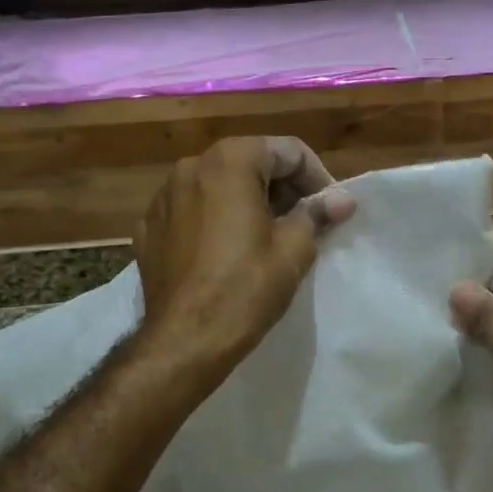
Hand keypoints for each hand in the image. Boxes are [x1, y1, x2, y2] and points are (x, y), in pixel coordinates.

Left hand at [134, 137, 354, 383]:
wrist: (184, 340)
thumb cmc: (246, 288)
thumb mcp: (294, 249)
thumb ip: (317, 213)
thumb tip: (343, 199)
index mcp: (229, 161)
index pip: (288, 151)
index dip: (316, 177)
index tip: (329, 209)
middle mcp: (191, 166)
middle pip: (250, 161)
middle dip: (282, 187)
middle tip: (304, 221)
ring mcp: (163, 196)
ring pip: (218, 184)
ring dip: (248, 200)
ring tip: (268, 236)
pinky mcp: (149, 227)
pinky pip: (192, 210)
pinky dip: (215, 219)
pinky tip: (228, 250)